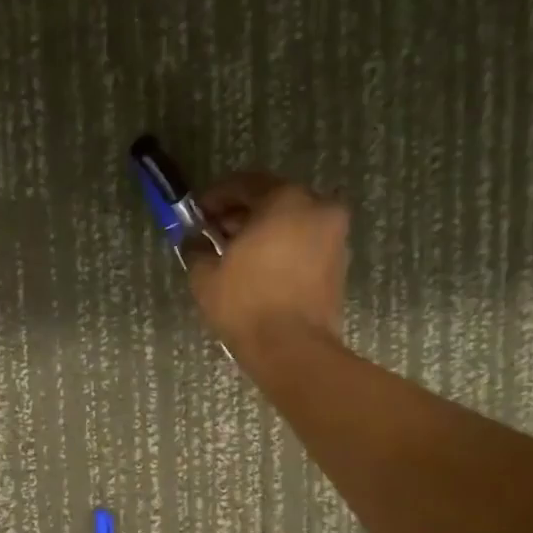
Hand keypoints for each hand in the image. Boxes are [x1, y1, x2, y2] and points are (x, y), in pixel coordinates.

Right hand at [185, 174, 349, 350]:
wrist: (292, 348)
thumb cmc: (246, 303)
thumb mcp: (205, 274)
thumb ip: (197, 247)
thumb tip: (194, 240)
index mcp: (285, 200)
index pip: (245, 184)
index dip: (216, 197)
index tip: (197, 214)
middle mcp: (318, 208)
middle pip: (272, 200)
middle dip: (241, 214)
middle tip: (214, 234)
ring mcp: (334, 236)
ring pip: (292, 221)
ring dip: (263, 231)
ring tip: (235, 255)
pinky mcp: (339, 263)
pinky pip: (304, 243)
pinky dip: (282, 248)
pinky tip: (259, 270)